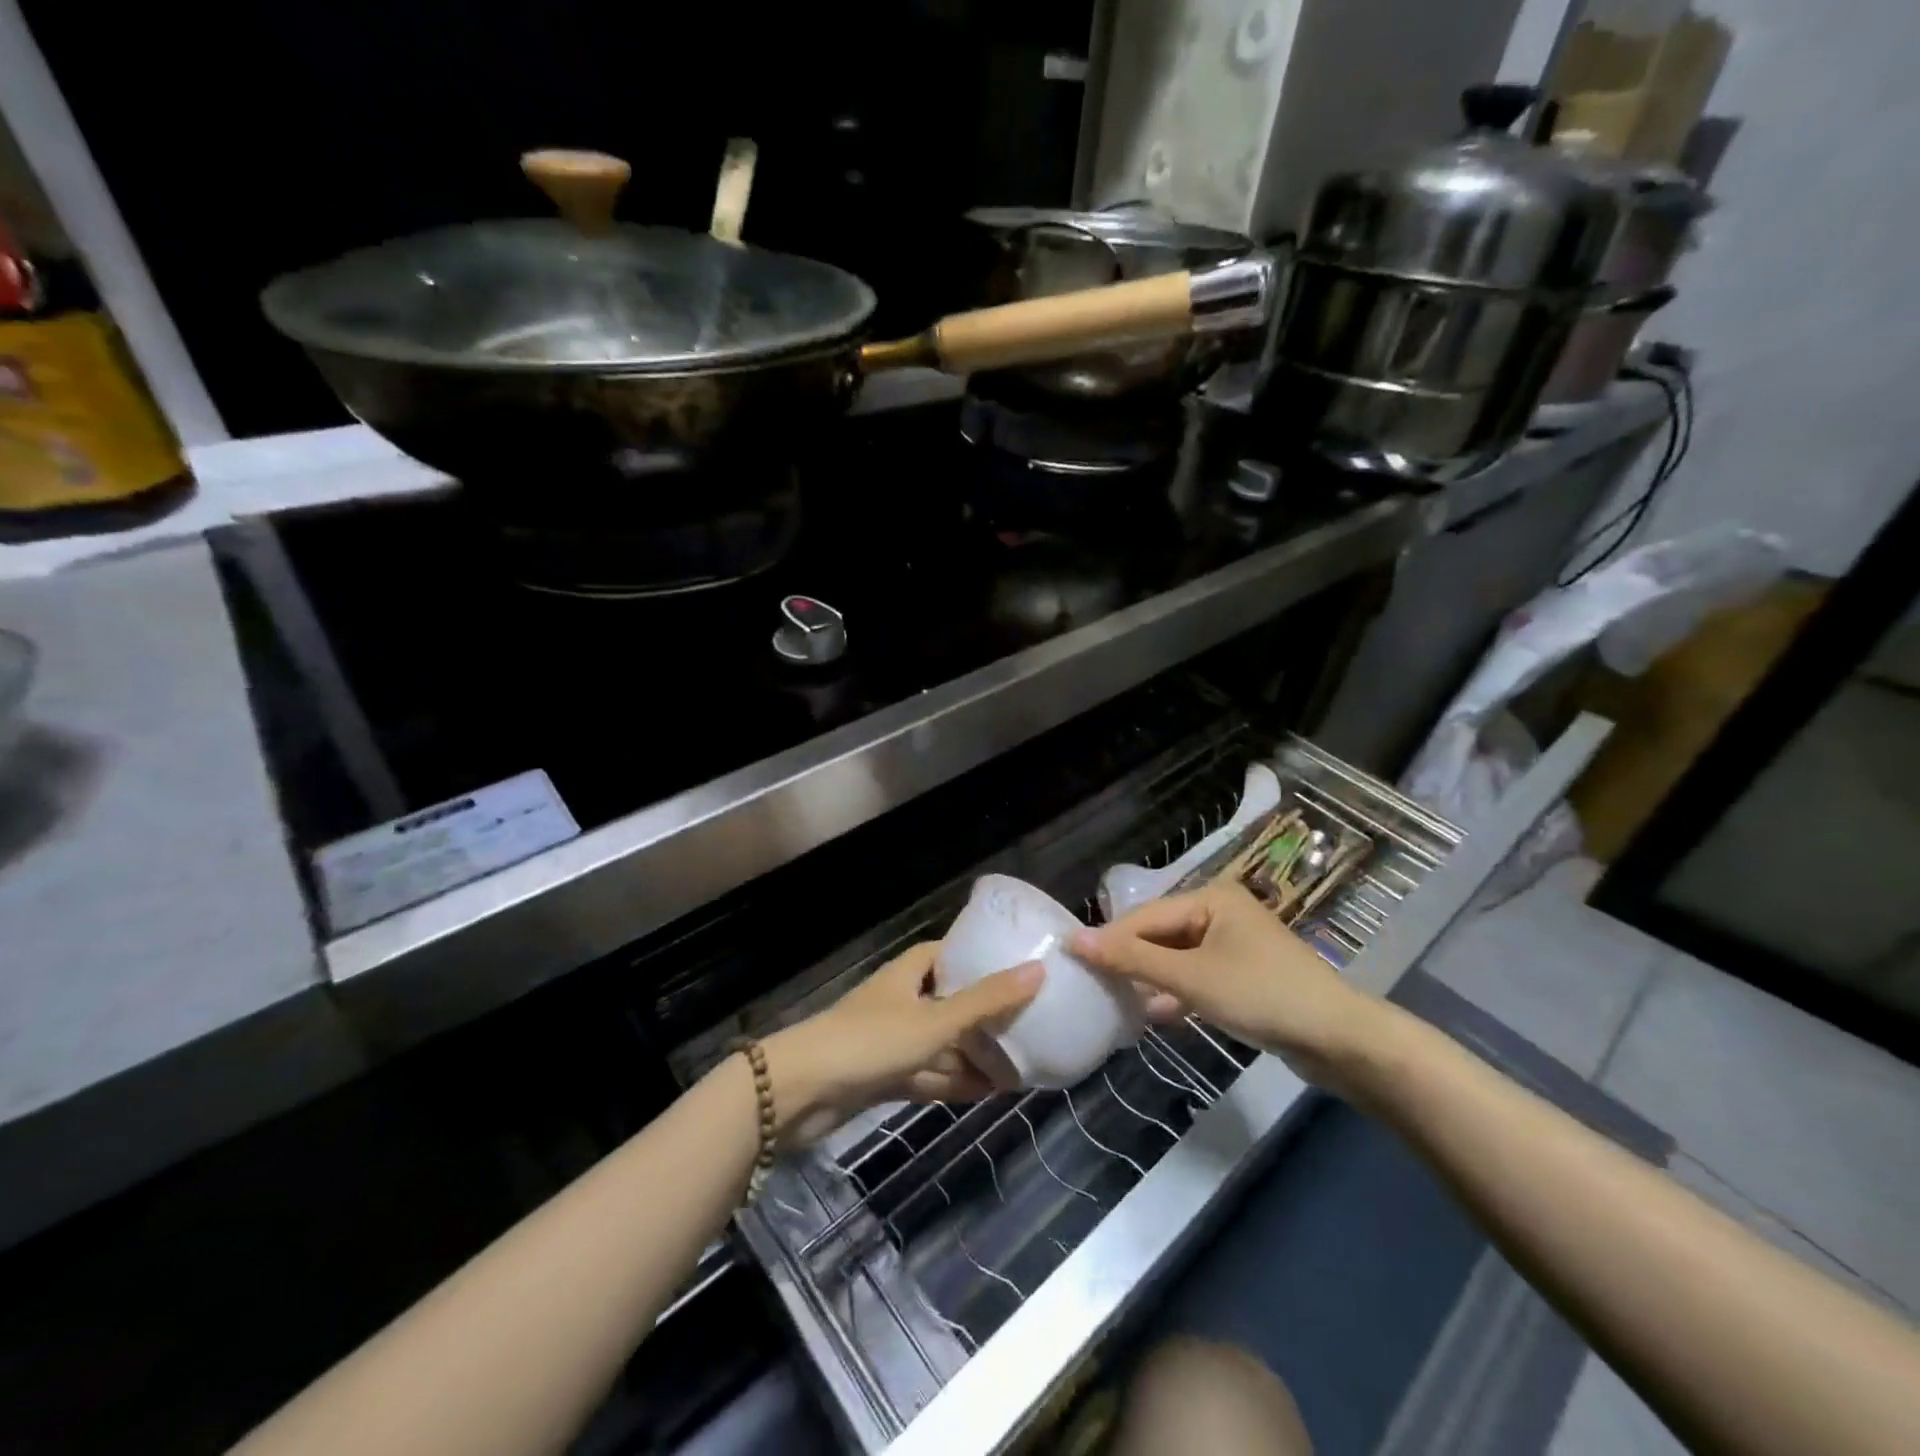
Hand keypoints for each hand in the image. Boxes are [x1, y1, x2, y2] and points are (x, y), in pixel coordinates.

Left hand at [765, 943, 1041, 1143]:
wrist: (800, 1093)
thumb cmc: (871, 1041)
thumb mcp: (935, 1020)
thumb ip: (986, 1000)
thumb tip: (1038, 969)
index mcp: (908, 975)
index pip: (945, 954)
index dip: (976, 957)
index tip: (1013, 965)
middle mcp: (900, 1002)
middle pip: (949, 1001)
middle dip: (984, 1015)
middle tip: (1029, 1023)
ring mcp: (890, 1041)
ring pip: (942, 1043)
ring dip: (974, 1054)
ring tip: (1021, 1063)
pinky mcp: (883, 1077)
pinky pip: (929, 1074)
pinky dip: (955, 1081)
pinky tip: (989, 1091)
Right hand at [1070, 882, 1387, 1088]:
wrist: (1339, 1041)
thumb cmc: (1262, 995)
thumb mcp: (1191, 978)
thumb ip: (1133, 960)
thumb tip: (1076, 941)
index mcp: (1211, 898)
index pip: (1146, 917)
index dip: (1110, 939)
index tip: (1072, 961)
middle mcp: (1220, 913)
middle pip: (1160, 934)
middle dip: (1130, 961)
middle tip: (1093, 986)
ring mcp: (1233, 945)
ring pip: (1176, 958)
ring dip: (1151, 980)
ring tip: (1117, 1002)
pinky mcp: (1243, 976)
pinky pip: (1196, 977)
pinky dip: (1176, 993)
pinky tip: (1155, 1016)